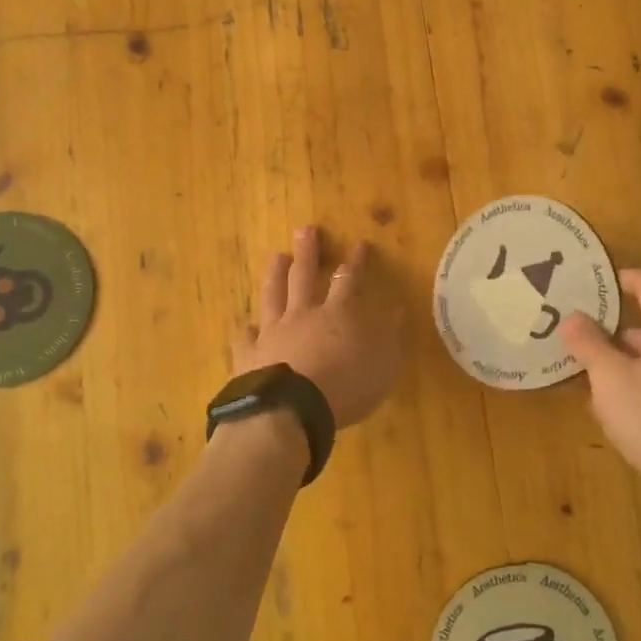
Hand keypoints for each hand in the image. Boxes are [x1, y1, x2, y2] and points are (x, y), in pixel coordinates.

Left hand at [234, 226, 405, 429]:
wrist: (290, 411)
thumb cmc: (346, 388)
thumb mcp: (384, 365)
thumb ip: (389, 335)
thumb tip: (394, 309)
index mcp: (338, 314)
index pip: (349, 278)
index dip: (356, 261)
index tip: (359, 243)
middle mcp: (303, 314)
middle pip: (304, 275)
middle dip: (308, 252)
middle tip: (305, 230)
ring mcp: (273, 332)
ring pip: (273, 295)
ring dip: (275, 274)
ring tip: (276, 256)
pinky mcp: (250, 355)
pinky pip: (246, 337)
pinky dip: (246, 330)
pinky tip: (245, 325)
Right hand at [560, 269, 640, 504]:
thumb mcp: (609, 374)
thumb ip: (589, 343)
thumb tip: (572, 317)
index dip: (623, 279)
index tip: (593, 281)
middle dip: (610, 327)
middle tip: (575, 328)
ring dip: (616, 359)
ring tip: (580, 366)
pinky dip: (628, 385)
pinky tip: (602, 404)